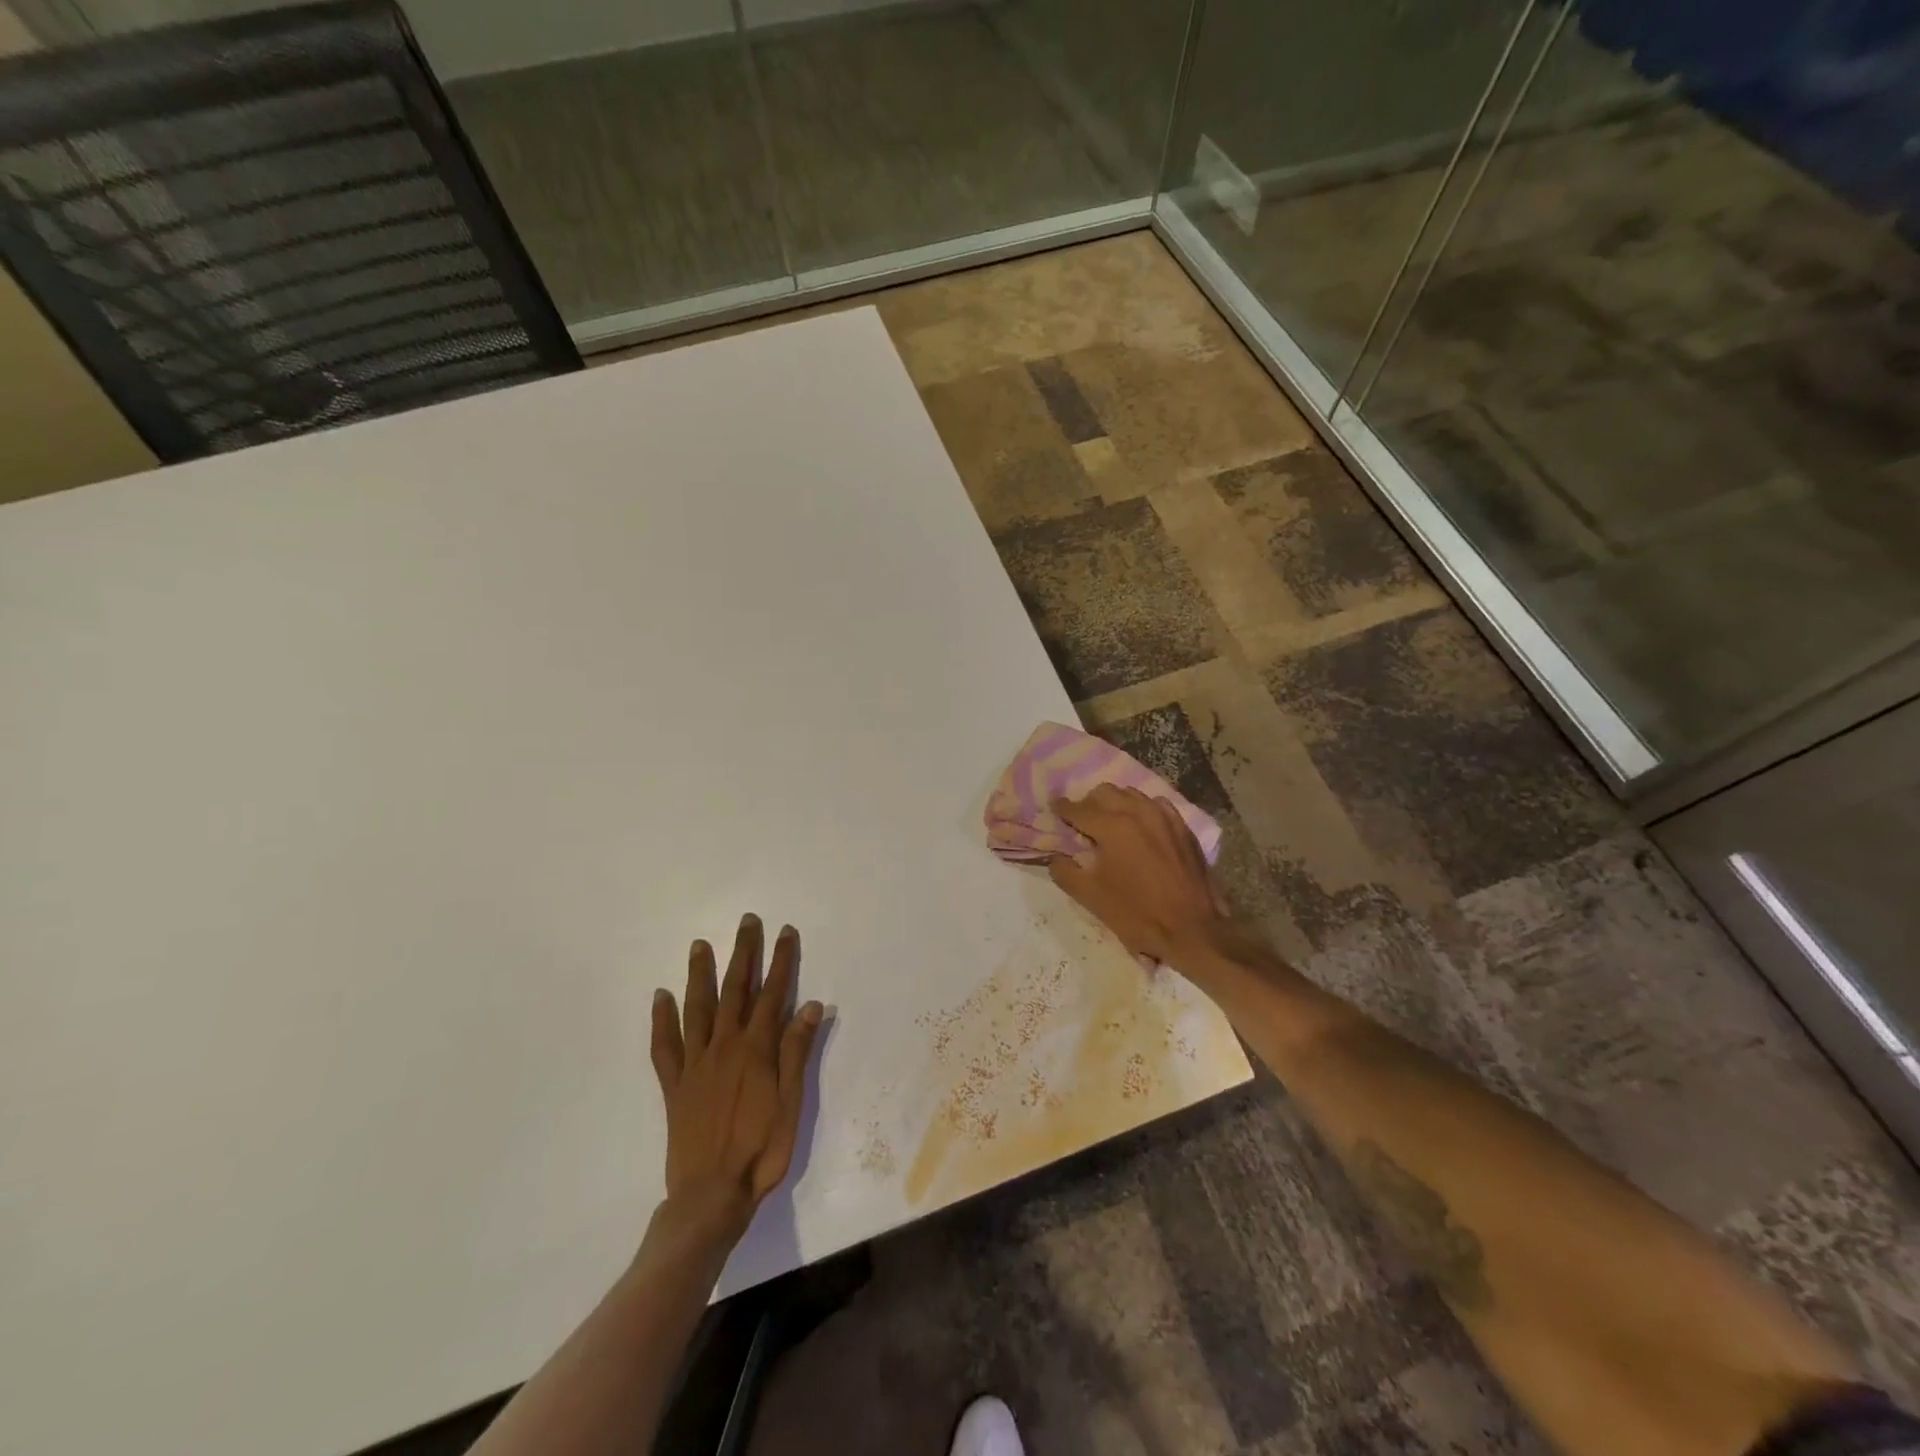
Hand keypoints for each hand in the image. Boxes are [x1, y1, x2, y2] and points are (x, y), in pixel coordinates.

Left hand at [649, 914, 823, 1250]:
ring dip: (700, 974)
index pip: (773, 994)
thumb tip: (810, 1004)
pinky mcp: (675, 1086)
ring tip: (700, 944)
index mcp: (756, 1050)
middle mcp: (725, 1047)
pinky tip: (661, 996)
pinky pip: (665, 1046)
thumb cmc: (761, 1151)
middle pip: (735, 991)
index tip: (785, 932)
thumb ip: (797, 1052)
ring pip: (697, 1008)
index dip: (781, 961)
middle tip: (746, 921)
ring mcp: (696, 1064)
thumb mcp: (791, 1103)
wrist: (711, 1196)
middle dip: (743, 953)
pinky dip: (662, 1019)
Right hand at [1048, 785, 1228, 963]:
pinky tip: (1141, 825)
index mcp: (1112, 826)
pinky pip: (1156, 805)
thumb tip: (1056, 857)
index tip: (1055, 809)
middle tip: (1082, 821)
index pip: (1078, 809)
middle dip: (1089, 803)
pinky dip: (1142, 809)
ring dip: (1115, 803)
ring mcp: (1164, 817)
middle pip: (1105, 792)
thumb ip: (1065, 872)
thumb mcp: (1090, 898)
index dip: (1063, 808)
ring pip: (1132, 794)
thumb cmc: (1136, 914)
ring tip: (1110, 821)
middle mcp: (1137, 812)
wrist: (1191, 930)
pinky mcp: (1183, 827)